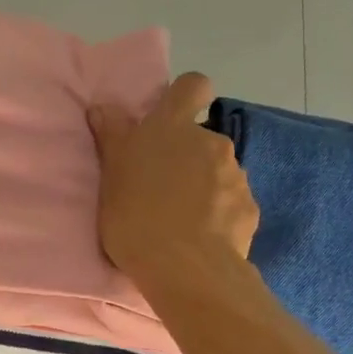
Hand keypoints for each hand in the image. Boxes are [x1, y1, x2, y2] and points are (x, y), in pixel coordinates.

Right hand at [87, 72, 257, 281]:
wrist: (184, 267)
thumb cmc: (136, 215)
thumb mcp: (111, 175)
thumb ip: (111, 136)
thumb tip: (103, 106)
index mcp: (173, 127)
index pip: (192, 85)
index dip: (183, 97)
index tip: (169, 119)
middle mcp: (211, 142)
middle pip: (202, 137)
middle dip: (187, 156)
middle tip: (161, 188)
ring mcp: (236, 175)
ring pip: (219, 171)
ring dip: (203, 186)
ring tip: (180, 219)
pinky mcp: (249, 208)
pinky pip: (232, 203)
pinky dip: (219, 214)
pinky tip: (201, 237)